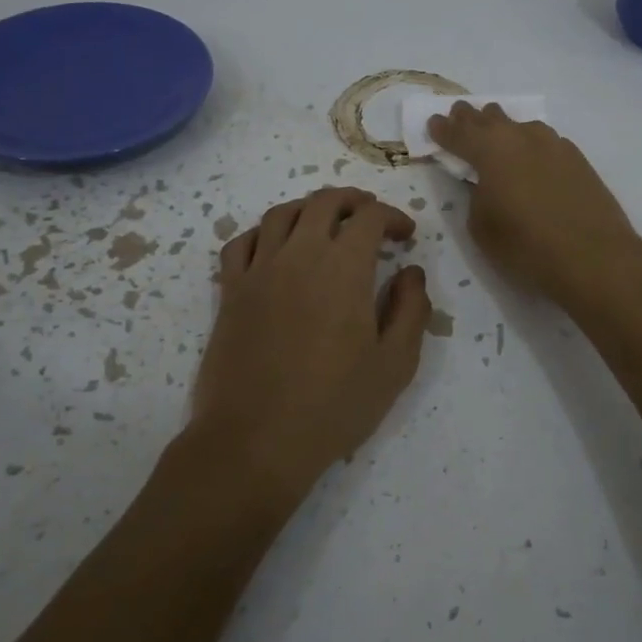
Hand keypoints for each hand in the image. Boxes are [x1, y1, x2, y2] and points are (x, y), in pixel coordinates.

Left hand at [193, 187, 432, 501]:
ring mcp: (259, 270)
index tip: (406, 236)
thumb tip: (411, 272)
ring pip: (281, 214)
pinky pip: (241, 243)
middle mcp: (299, 255)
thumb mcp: (395, 364)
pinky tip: (274, 247)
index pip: (370, 217)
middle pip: (324, 202)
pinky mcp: (230, 292)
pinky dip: (262, 233)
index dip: (393, 217)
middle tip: (370, 216)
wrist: (256, 440)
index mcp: (344, 268)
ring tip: (325, 223)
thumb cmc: (334, 405)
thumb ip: (411, 310)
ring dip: (309, 208)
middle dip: (353, 201)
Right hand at [428, 102, 641, 309]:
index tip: (433, 123)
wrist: (594, 257)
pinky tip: (531, 155)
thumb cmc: (527, 247)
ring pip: (520, 125)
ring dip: (503, 126)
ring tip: (495, 131)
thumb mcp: (482, 227)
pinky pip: (544, 140)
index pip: (458, 133)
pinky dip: (529, 143)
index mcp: (490, 151)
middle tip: (460, 115)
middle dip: (471, 118)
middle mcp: (521, 137)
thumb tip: (484, 183)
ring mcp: (554, 144)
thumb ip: (476, 195)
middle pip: (490, 118)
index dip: (442, 129)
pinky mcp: (577, 158)